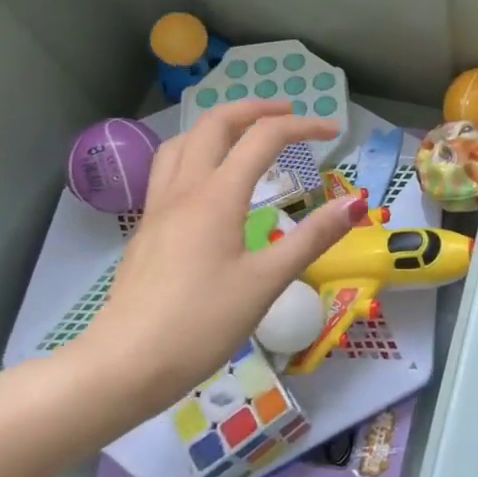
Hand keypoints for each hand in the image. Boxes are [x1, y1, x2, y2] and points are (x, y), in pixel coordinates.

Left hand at [73, 100, 366, 413]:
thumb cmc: (200, 324)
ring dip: (219, 126)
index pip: (264, 138)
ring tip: (246, 135)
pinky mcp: (147, 229)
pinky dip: (197, 151)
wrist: (122, 367)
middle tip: (288, 115)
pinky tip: (210, 181)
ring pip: (183, 141)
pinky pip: (170, 167)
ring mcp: (159, 207)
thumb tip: (356, 203)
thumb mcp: (266, 282)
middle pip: (215, 124)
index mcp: (217, 196)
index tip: (334, 132)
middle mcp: (184, 189)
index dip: (303, 126)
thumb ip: (312, 238)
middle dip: (255, 109)